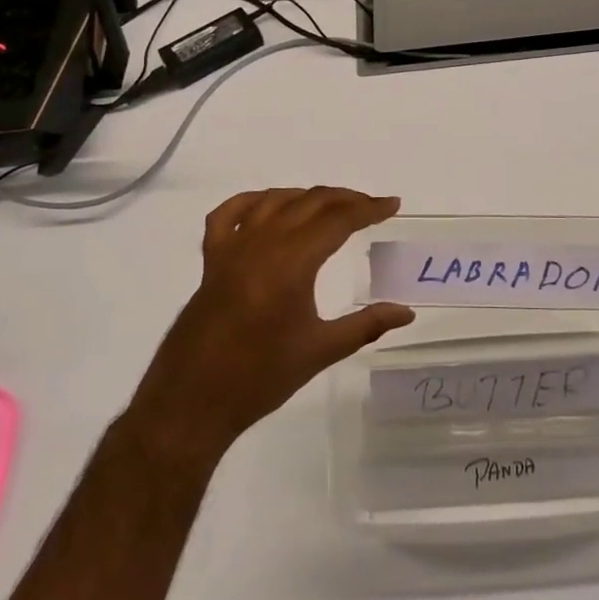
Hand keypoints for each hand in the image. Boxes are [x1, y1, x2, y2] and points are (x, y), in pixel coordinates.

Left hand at [125, 187, 413, 470]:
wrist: (192, 403)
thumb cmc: (260, 378)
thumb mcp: (320, 351)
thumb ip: (366, 325)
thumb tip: (406, 312)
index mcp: (291, 263)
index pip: (337, 220)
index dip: (368, 209)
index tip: (392, 205)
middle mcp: (261, 244)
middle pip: (309, 202)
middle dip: (345, 198)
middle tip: (372, 206)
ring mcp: (232, 248)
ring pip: (274, 201)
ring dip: (307, 196)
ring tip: (332, 205)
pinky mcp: (211, 260)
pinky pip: (229, 215)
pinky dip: (253, 202)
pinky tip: (269, 206)